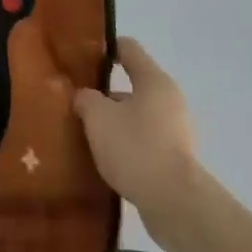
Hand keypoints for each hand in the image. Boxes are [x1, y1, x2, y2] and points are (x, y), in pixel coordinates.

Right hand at [73, 37, 200, 218]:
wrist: (174, 203)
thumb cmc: (135, 148)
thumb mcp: (98, 117)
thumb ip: (86, 99)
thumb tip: (85, 97)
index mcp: (154, 81)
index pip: (128, 48)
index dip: (104, 48)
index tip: (80, 57)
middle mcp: (169, 100)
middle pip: (131, 85)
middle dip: (103, 94)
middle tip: (76, 103)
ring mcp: (175, 131)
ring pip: (135, 116)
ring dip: (113, 122)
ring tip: (86, 134)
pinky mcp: (174, 159)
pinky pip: (143, 141)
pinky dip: (124, 145)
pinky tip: (104, 158)